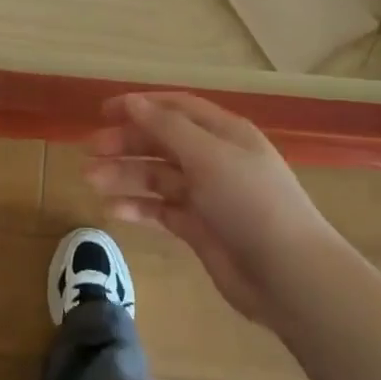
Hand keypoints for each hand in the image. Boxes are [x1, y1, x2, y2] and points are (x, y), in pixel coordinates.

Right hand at [84, 92, 334, 325]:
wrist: (290, 277)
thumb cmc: (250, 202)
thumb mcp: (208, 156)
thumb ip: (167, 128)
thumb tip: (133, 102)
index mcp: (223, 132)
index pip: (175, 108)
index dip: (140, 105)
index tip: (104, 111)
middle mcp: (214, 158)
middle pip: (162, 141)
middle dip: (127, 142)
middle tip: (90, 150)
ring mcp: (207, 195)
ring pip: (157, 176)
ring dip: (125, 175)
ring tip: (90, 179)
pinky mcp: (199, 229)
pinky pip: (161, 210)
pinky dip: (138, 208)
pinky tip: (112, 210)